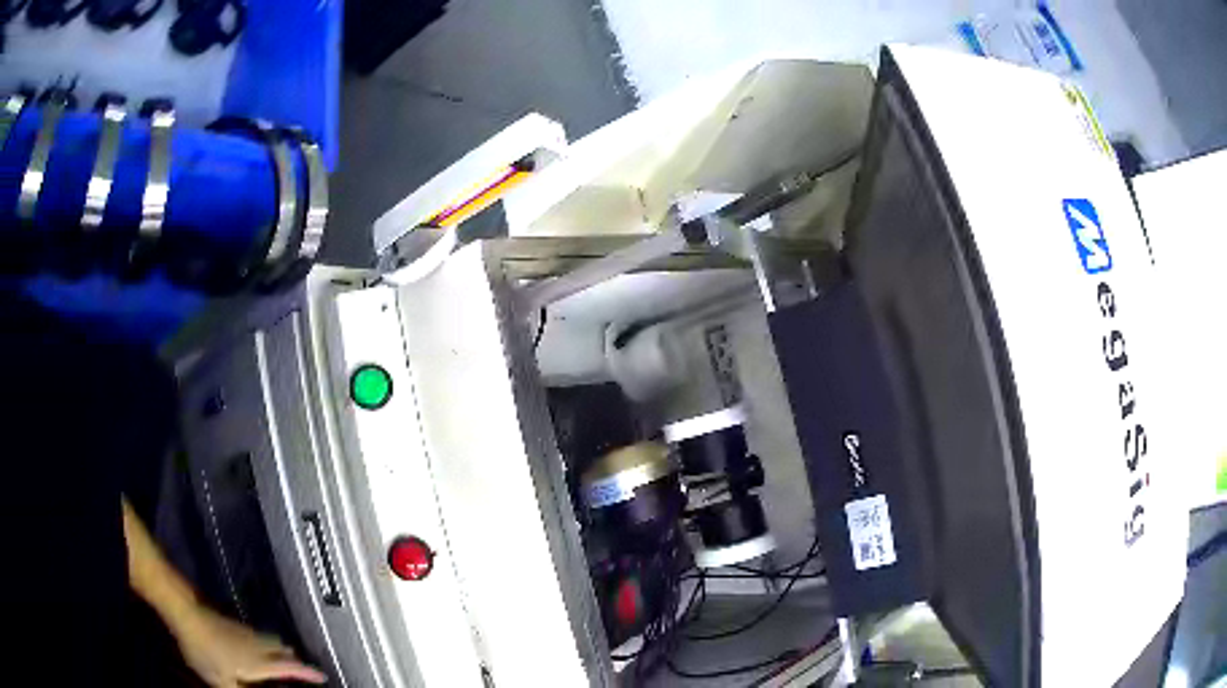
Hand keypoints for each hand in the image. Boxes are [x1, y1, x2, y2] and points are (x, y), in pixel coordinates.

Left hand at [174, 604, 326, 686]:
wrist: (186, 615)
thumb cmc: (206, 653)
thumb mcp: (223, 682)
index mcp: (260, 664)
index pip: (291, 669)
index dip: (308, 673)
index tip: (323, 676)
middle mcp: (258, 646)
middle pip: (283, 650)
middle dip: (293, 659)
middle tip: (299, 668)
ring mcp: (246, 633)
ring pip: (271, 640)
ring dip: (279, 649)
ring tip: (280, 658)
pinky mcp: (235, 625)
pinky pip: (259, 636)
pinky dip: (265, 644)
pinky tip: (254, 649)